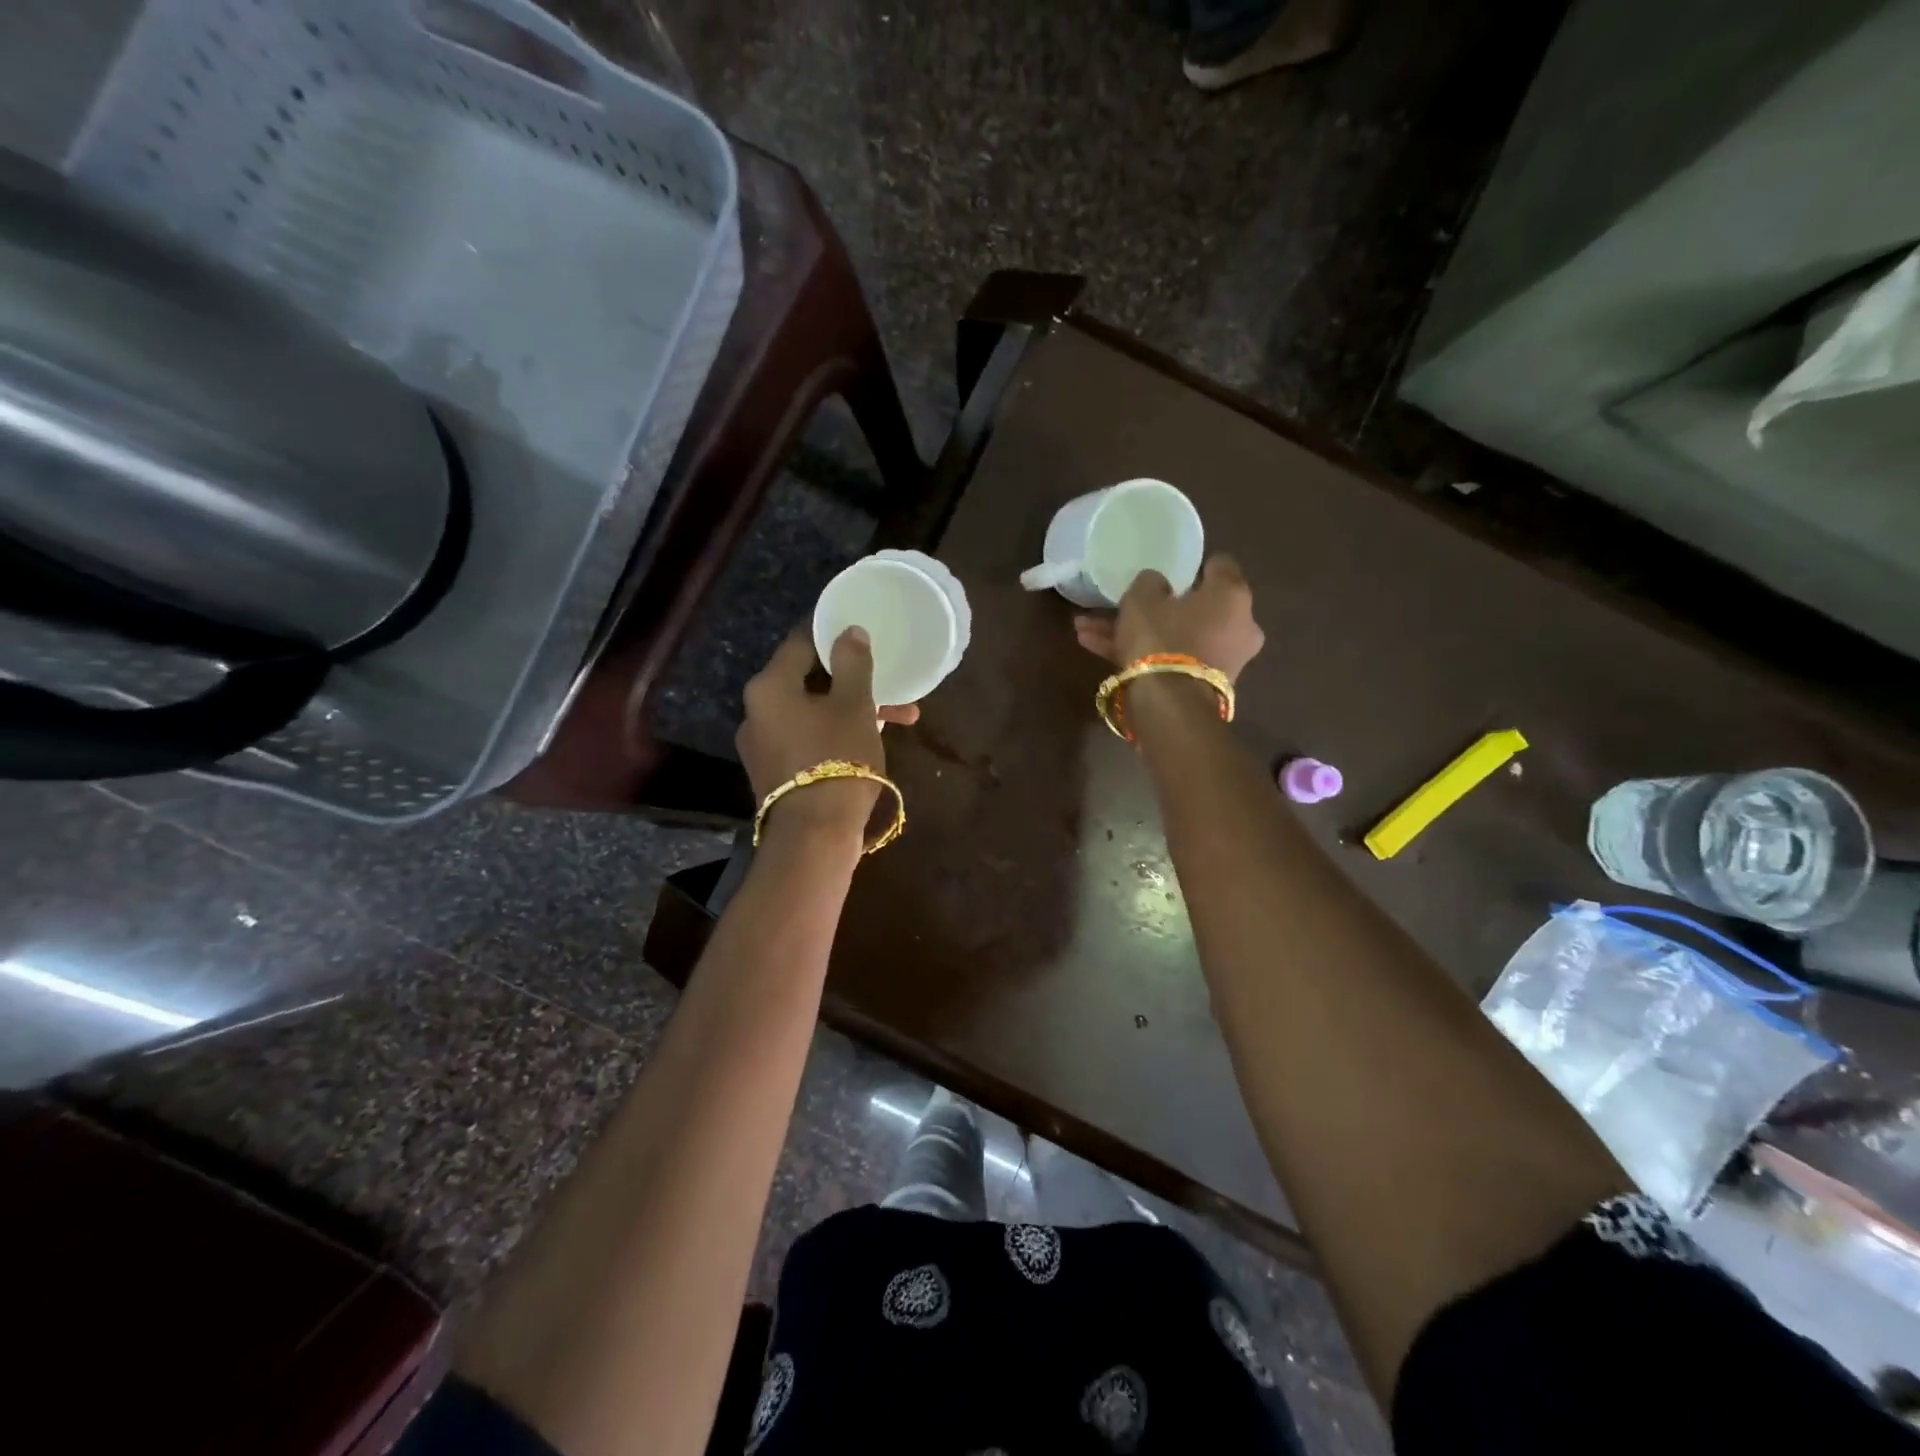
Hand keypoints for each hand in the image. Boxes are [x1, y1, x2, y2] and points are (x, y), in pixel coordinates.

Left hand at [737, 627, 920, 839]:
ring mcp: (763, 744)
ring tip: (900, 716)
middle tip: (888, 678)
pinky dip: (837, 732)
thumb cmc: (837, 759)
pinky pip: (808, 737)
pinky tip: (872, 739)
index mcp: (769, 686)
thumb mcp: (854, 705)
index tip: (858, 626)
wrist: (815, 837)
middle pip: (808, 679)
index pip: (800, 641)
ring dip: (853, 708)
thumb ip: (852, 662)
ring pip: (813, 711)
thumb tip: (849, 631)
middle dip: (853, 678)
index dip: (831, 629)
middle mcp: (757, 711)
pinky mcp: (775, 771)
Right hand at [1074, 555, 1264, 680]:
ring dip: (1138, 633)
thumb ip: (1149, 582)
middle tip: (1122, 605)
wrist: (1169, 706)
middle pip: (1193, 608)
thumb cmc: (1161, 638)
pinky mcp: (1205, 687)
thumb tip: (1157, 584)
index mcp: (1231, 595)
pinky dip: (1141, 656)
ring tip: (1088, 631)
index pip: (1219, 566)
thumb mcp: (1143, 598)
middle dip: (1154, 607)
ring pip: (1174, 637)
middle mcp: (1239, 626)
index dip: (1192, 566)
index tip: (1169, 570)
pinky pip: (1171, 661)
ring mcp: (1223, 660)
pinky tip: (1095, 649)